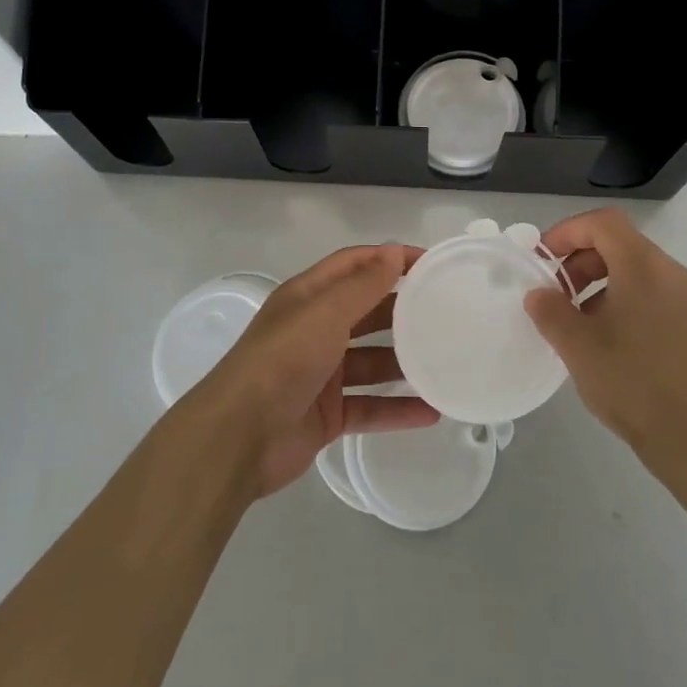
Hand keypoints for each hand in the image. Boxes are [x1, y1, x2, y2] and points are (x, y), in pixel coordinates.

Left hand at [190, 243, 439, 497]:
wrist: (239, 437)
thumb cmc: (283, 360)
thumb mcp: (325, 313)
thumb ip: (363, 284)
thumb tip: (395, 250)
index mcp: (308, 297)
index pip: (354, 265)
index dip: (390, 259)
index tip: (431, 264)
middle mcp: (314, 330)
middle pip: (366, 313)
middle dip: (402, 311)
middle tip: (447, 313)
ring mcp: (321, 375)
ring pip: (371, 362)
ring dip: (404, 363)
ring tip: (446, 362)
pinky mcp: (327, 415)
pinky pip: (370, 407)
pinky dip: (397, 409)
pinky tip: (432, 412)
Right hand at [524, 208, 686, 471]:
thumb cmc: (635, 384)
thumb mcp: (578, 347)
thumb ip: (551, 312)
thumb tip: (539, 294)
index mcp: (645, 267)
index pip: (604, 222)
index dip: (568, 232)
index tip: (544, 260)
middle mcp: (676, 274)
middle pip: (623, 246)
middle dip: (584, 263)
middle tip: (560, 297)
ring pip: (643, 275)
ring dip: (607, 287)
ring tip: (586, 327)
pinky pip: (662, 300)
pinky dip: (632, 306)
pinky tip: (619, 347)